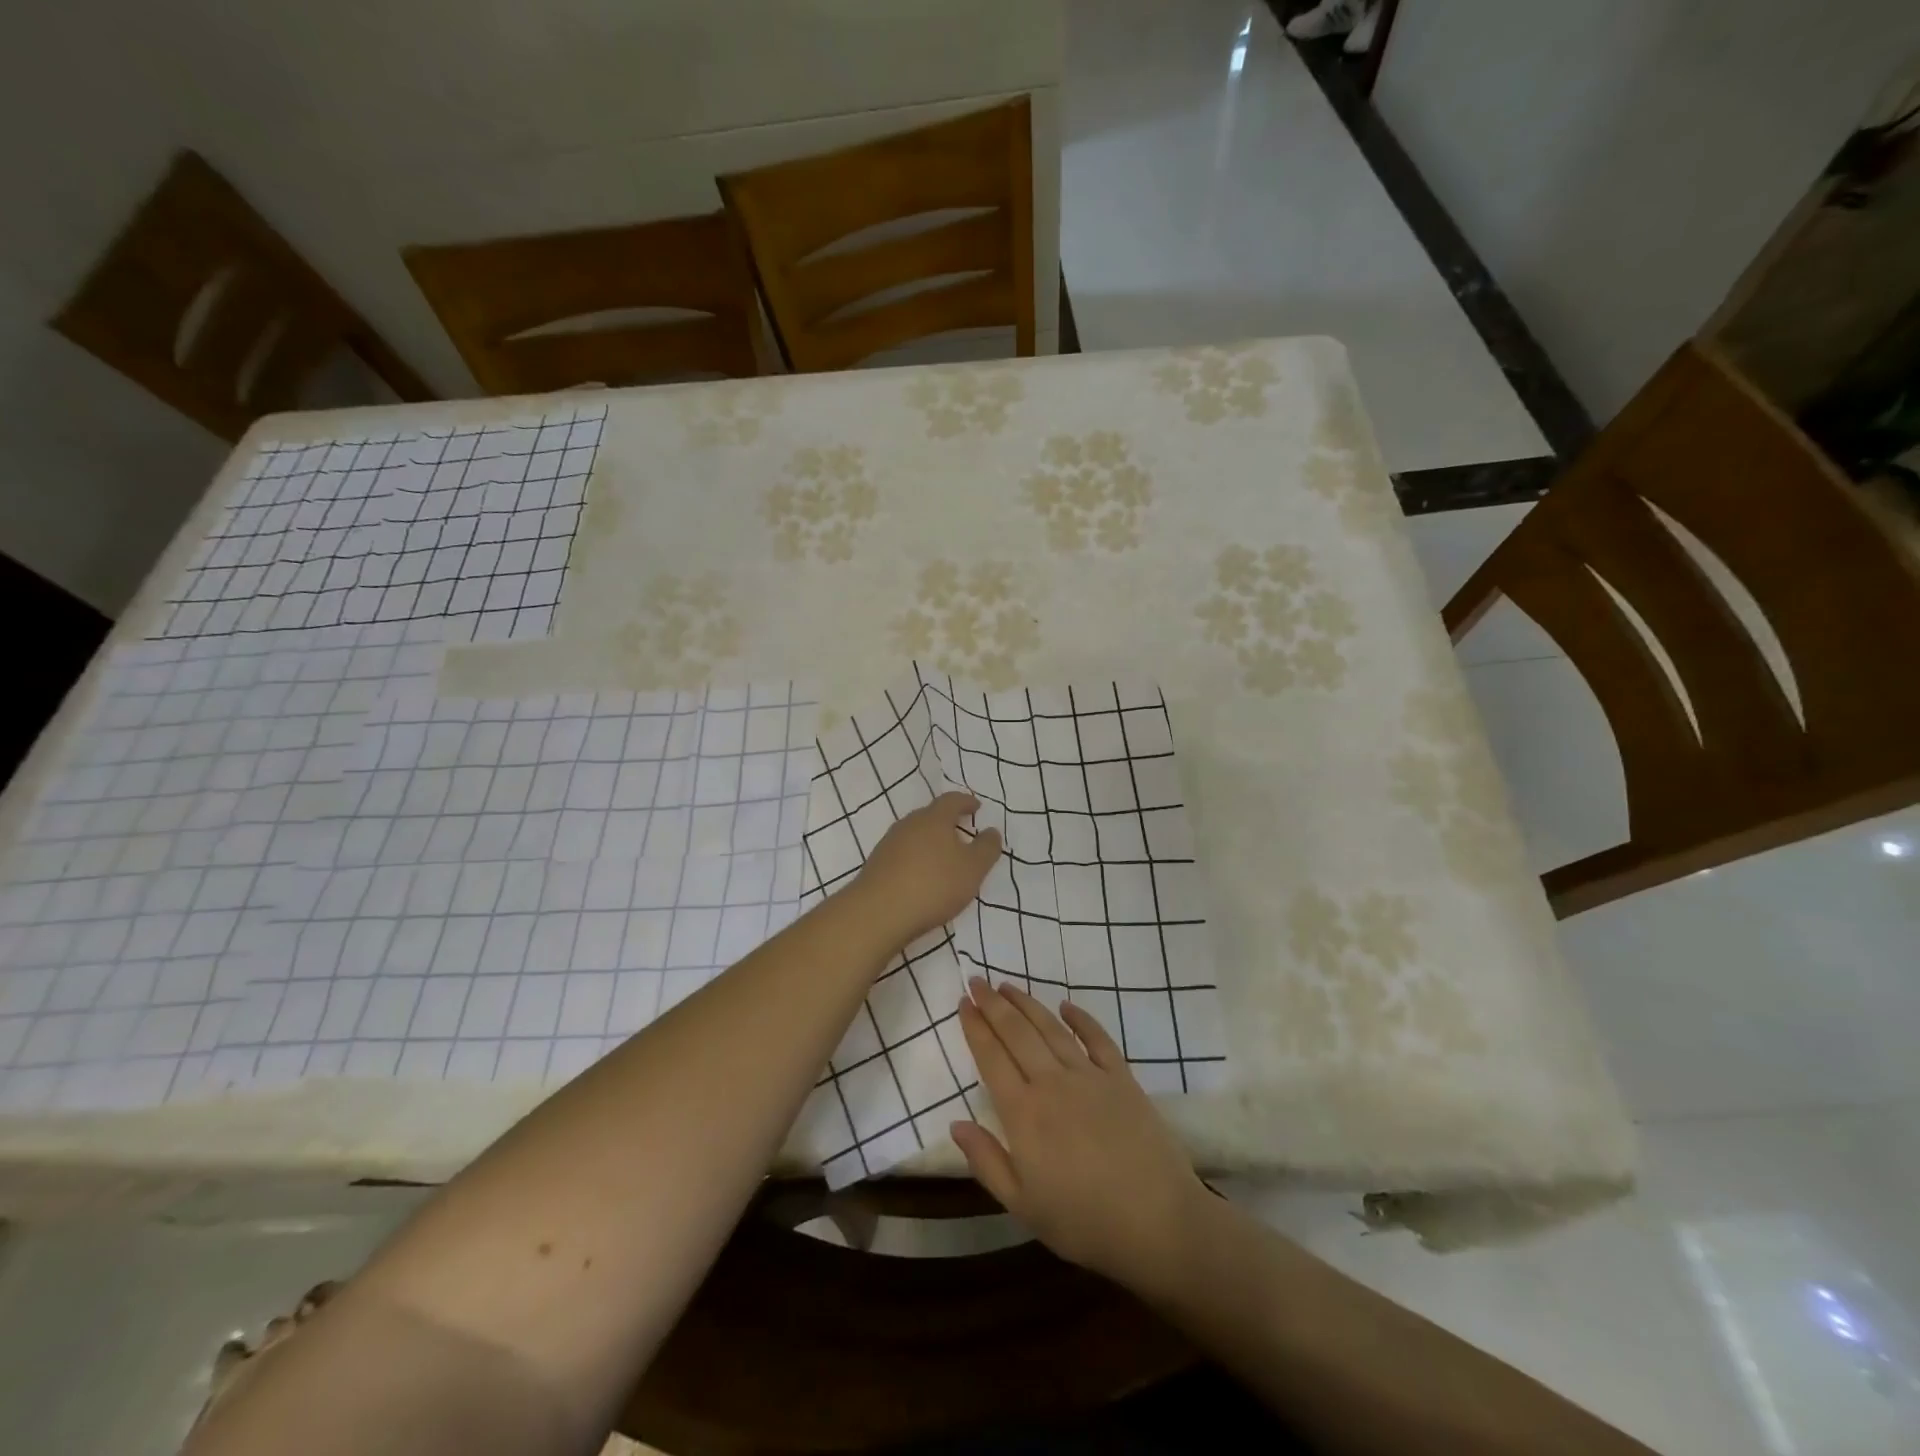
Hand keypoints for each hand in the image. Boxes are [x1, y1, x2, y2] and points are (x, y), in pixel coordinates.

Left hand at [850, 792, 1001, 945]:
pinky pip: (902, 854)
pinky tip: (921, 877)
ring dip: (930, 842)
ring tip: (943, 858)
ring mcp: (889, 844)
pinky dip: (915, 859)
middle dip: (947, 822)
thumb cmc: (934, 884)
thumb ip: (987, 848)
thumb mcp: (973, 868)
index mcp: (934, 818)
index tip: (976, 807)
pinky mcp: (876, 864)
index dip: (966, 802)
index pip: (952, 800)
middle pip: (930, 815)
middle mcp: (909, 824)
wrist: (878, 912)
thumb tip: (992, 831)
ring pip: (914, 835)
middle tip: (961, 833)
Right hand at [951, 978, 1210, 1294]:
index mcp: (1023, 1113)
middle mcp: (1052, 1083)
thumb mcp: (1022, 1205)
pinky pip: (1097, 1038)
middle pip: (1017, 1033)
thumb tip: (956, 1123)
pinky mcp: (1121, 1078)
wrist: (1157, 1221)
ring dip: (1027, 1003)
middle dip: (993, 1004)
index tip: (963, 1003)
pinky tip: (1065, 1005)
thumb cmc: (1083, 1221)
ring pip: (1051, 1028)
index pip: (991, 1058)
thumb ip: (986, 1161)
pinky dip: (1080, 1018)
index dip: (975, 1028)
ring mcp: (1089, 1076)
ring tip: (1007, 986)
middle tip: (976, 980)